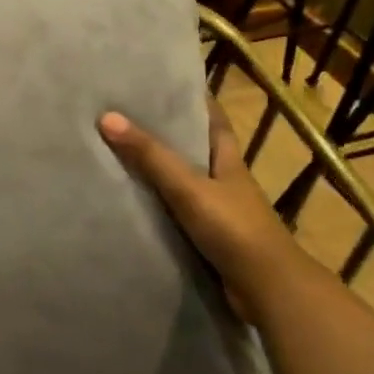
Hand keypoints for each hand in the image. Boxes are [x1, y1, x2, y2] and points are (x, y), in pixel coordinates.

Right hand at [99, 98, 295, 315]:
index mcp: (228, 161)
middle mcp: (226, 182)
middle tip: (130, 118)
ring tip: (122, 156)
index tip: (167, 84)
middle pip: (196, 150)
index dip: (195, 100)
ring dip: (162, 172)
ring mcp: (220, 212)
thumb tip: (107, 117)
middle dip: (170, 135)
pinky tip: (136, 204)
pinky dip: (161, 206)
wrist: (267, 289)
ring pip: (186, 183)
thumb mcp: (189, 187)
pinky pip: (179, 214)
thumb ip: (150, 156)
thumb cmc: (233, 228)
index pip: (213, 120)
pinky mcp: (211, 239)